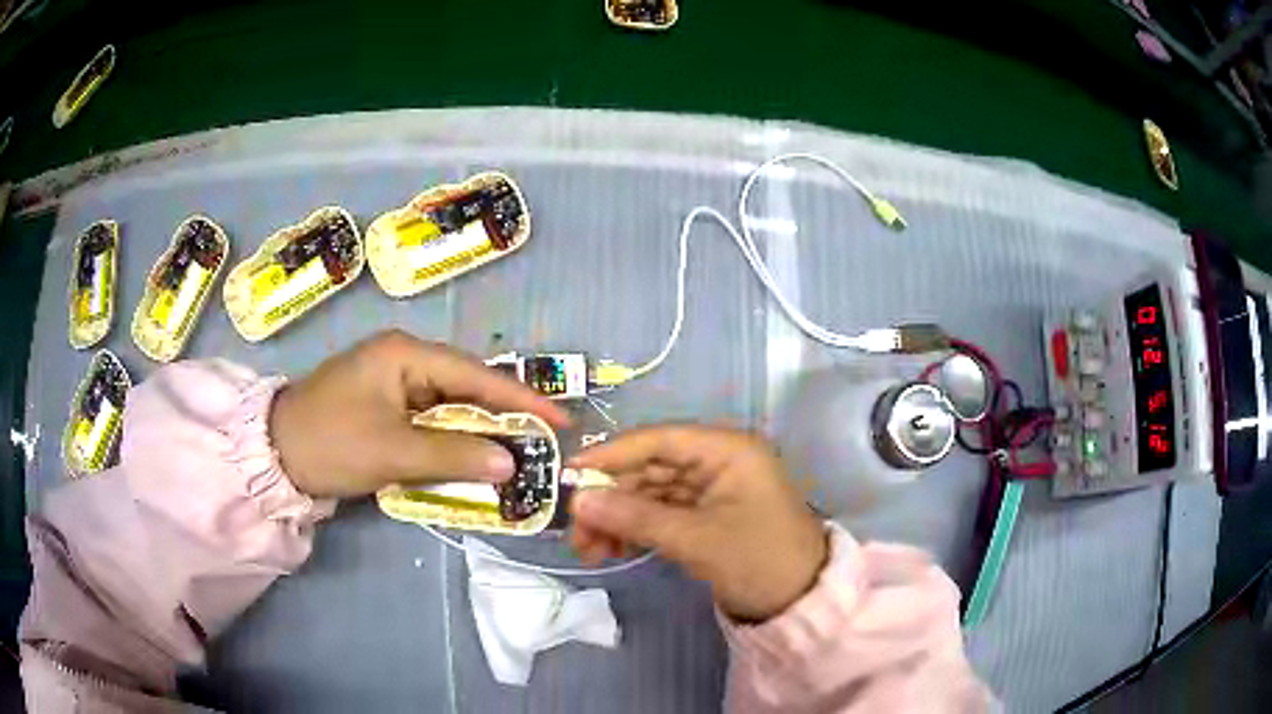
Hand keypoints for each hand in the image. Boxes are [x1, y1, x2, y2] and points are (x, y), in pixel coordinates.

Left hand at [269, 330, 569, 497]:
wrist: (275, 453)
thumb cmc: (331, 442)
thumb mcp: (393, 451)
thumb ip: (454, 455)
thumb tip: (510, 463)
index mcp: (405, 354)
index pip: (475, 375)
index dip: (520, 399)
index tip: (560, 420)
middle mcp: (403, 359)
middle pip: (466, 387)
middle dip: (503, 416)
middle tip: (542, 443)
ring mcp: (393, 381)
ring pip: (449, 406)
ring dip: (477, 432)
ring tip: (516, 454)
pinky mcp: (385, 405)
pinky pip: (429, 420)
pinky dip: (451, 441)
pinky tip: (472, 458)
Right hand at [567, 425, 826, 621]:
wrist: (801, 602)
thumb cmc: (758, 559)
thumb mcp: (695, 539)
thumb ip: (635, 517)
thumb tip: (580, 500)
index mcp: (726, 450)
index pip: (658, 441)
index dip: (611, 456)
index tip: (568, 475)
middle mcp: (718, 462)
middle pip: (650, 470)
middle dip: (611, 499)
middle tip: (575, 530)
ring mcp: (713, 490)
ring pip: (652, 495)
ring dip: (619, 519)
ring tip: (588, 550)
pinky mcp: (708, 517)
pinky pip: (663, 515)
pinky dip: (637, 531)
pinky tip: (611, 550)